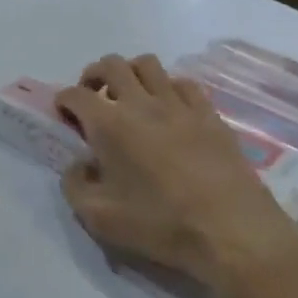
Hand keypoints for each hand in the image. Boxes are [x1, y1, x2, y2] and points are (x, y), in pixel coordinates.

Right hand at [55, 55, 297, 297]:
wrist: (234, 234)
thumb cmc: (161, 225)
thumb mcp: (99, 218)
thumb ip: (75, 185)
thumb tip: (78, 164)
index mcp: (109, 124)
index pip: (75, 94)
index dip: (63, 101)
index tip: (64, 116)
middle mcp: (141, 103)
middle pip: (111, 64)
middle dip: (94, 75)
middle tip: (93, 97)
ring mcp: (179, 105)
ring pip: (148, 64)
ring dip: (131, 74)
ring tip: (129, 97)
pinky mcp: (210, 115)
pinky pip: (184, 83)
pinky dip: (168, 88)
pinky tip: (169, 110)